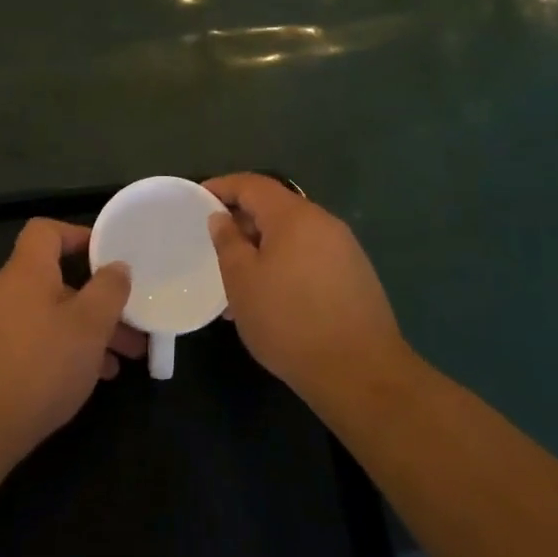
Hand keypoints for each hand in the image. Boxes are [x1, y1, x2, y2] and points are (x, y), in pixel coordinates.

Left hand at [0, 218, 146, 463]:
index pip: (46, 231)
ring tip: (114, 367)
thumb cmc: (38, 366)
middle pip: (53, 283)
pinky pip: (26, 345)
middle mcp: (0, 292)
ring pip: (44, 319)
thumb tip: (117, 266)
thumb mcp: (89, 326)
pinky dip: (55, 354)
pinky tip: (76, 385)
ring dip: (80, 335)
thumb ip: (108, 291)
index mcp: (24, 272)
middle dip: (95, 304)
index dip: (78, 236)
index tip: (108, 258)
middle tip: (130, 331)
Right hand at [205, 174, 410, 399]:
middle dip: (243, 221)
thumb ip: (228, 242)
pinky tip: (272, 297)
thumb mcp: (242, 281)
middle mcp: (323, 222)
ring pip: (293, 236)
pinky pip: (310, 256)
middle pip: (276, 207)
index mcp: (294, 216)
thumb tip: (221, 217)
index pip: (252, 184)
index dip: (223, 186)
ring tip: (240, 279)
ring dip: (264, 248)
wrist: (359, 371)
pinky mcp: (355, 274)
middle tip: (216, 244)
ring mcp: (344, 248)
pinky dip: (285, 264)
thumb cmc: (288, 321)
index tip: (198, 198)